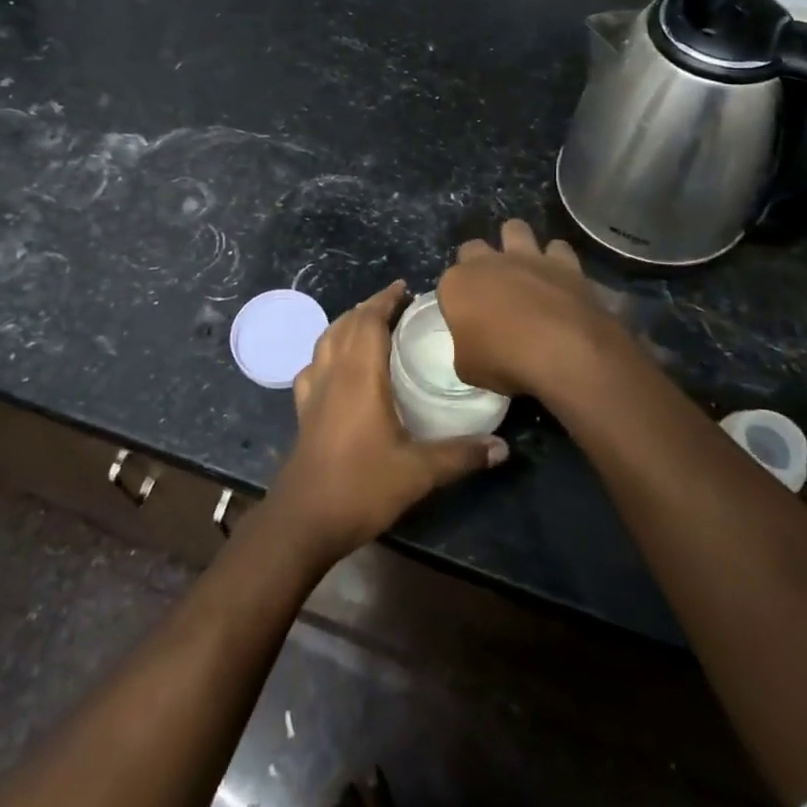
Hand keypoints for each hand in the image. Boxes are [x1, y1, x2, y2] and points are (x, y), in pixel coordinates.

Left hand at [271, 281, 507, 562]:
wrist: (306, 518)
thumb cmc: (362, 486)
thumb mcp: (419, 472)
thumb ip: (461, 455)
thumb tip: (503, 447)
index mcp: (359, 376)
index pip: (369, 321)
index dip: (385, 300)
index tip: (404, 288)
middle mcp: (333, 373)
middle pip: (346, 324)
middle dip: (369, 307)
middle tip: (395, 303)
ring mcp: (313, 391)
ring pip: (326, 340)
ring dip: (346, 324)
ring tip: (368, 323)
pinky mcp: (303, 410)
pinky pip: (313, 365)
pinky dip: (327, 351)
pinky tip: (336, 364)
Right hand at [437, 220, 624, 400]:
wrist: (565, 352)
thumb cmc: (505, 361)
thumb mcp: (468, 368)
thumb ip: (465, 348)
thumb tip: (474, 346)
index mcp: (457, 284)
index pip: (447, 284)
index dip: (456, 301)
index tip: (466, 320)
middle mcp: (488, 262)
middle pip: (473, 248)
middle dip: (478, 262)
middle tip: (490, 291)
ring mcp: (528, 257)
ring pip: (515, 228)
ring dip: (516, 244)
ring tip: (523, 268)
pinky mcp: (565, 263)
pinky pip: (557, 248)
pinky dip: (557, 260)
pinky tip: (559, 279)